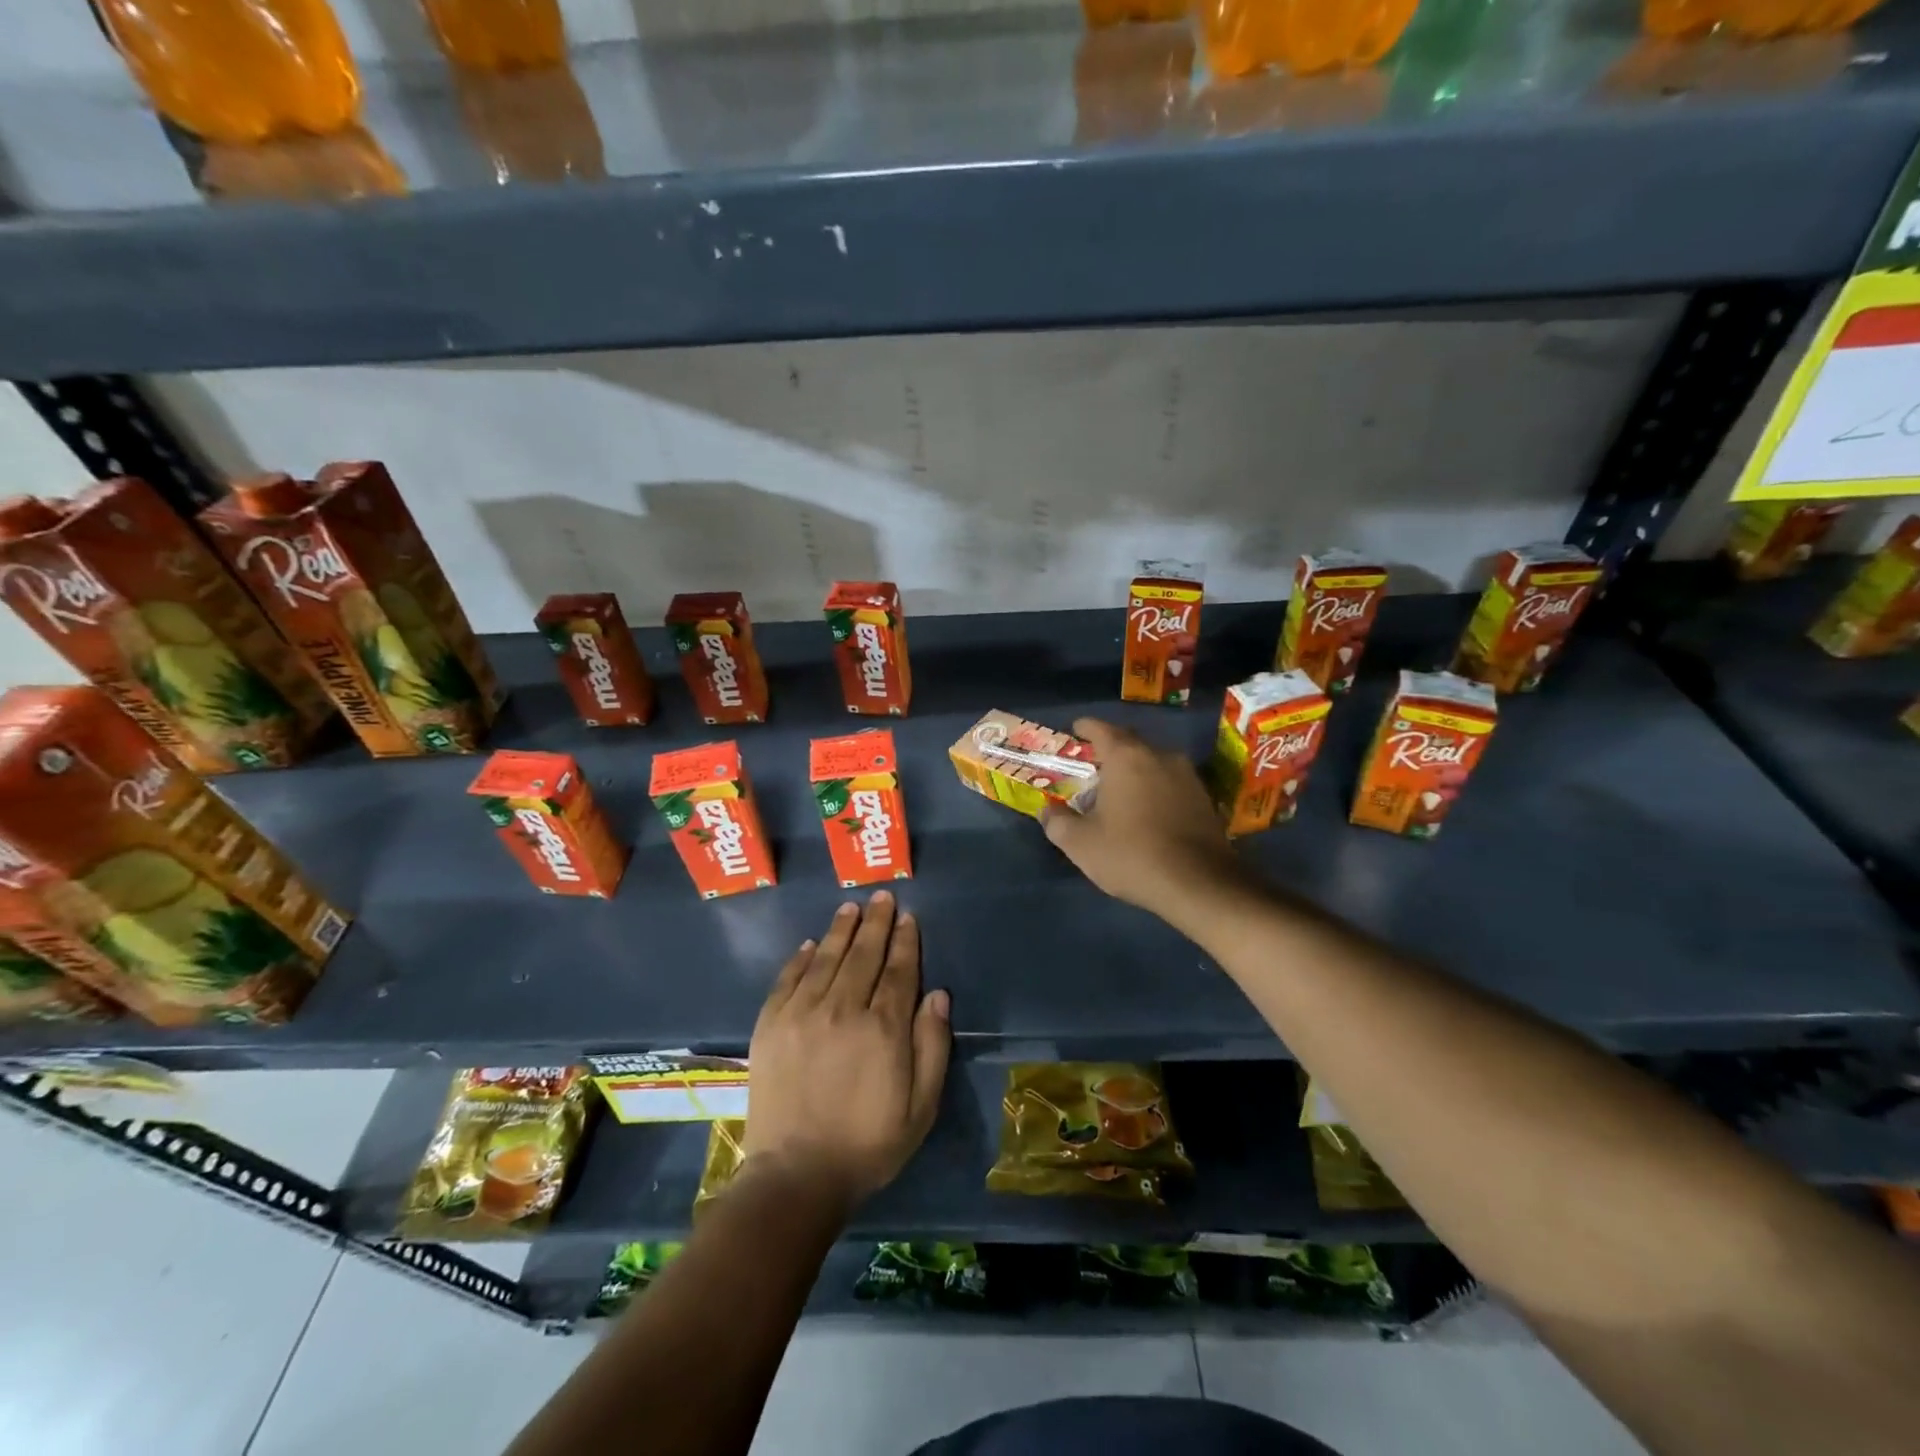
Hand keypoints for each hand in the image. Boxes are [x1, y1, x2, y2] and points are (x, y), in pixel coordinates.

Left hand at [743, 891, 949, 1213]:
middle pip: (863, 954)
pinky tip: (809, 944)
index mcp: (883, 1028)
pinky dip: (800, 958)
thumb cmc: (868, 1144)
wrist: (796, 1176)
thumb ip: (932, 1046)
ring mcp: (801, 1014)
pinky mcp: (770, 1025)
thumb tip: (938, 995)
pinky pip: (787, 979)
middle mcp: (842, 1009)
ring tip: (851, 908)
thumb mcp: (921, 1106)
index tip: (908, 918)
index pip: (898, 970)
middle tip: (882, 897)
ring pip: (826, 958)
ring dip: (840, 930)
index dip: (905, 941)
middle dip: (876, 923)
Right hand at [1041, 718, 1245, 925]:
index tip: (1074, 732)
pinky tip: (1147, 812)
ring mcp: (1187, 775)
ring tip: (1119, 792)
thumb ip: (1057, 822)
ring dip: (1135, 771)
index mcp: (1126, 757)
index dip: (1084, 728)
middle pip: (1129, 742)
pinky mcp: (1205, 797)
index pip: (1100, 728)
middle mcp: (1159, 755)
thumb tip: (1047, 810)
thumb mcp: (1081, 844)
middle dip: (1109, 751)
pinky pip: (1171, 782)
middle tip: (1092, 767)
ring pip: (1153, 762)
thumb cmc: (1132, 855)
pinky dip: (1155, 788)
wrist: (1200, 884)